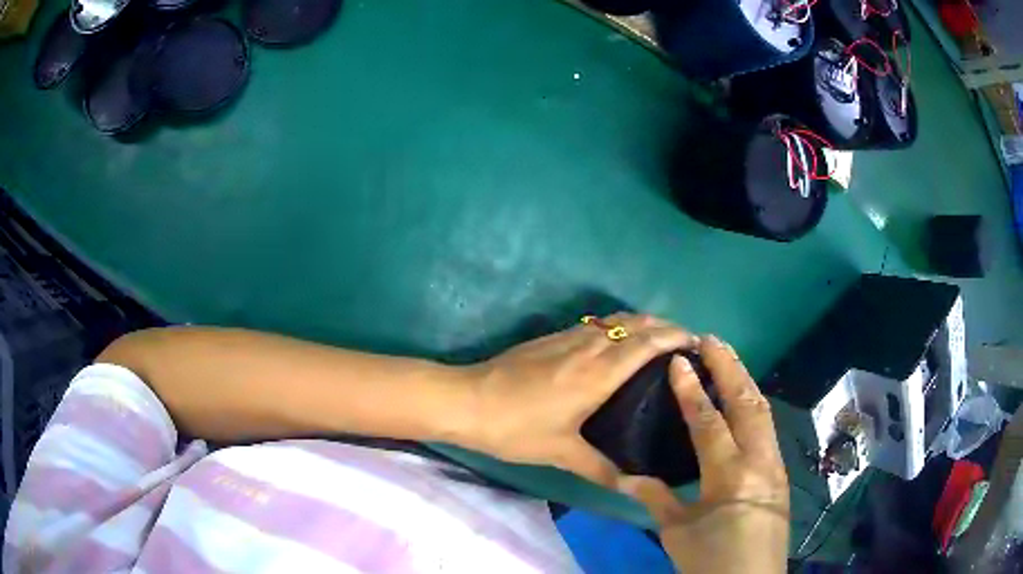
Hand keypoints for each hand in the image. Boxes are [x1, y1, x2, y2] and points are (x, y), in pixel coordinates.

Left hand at [463, 313, 697, 487]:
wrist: (466, 401)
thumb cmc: (515, 428)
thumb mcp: (560, 453)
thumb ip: (600, 469)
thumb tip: (632, 488)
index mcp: (597, 373)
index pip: (646, 343)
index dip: (675, 337)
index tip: (697, 344)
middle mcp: (588, 347)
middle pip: (636, 323)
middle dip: (665, 326)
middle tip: (685, 343)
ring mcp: (567, 337)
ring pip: (615, 320)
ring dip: (642, 323)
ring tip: (659, 341)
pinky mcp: (551, 337)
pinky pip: (597, 324)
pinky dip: (618, 327)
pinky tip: (617, 346)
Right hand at [618, 336, 789, 573]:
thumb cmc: (710, 560)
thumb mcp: (677, 532)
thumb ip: (657, 497)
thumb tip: (630, 476)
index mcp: (730, 476)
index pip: (709, 421)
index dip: (691, 389)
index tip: (679, 360)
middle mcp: (759, 461)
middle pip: (747, 403)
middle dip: (729, 368)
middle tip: (711, 340)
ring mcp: (775, 465)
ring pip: (763, 412)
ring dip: (745, 381)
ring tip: (728, 358)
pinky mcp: (780, 473)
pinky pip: (767, 429)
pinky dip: (753, 406)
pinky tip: (742, 401)